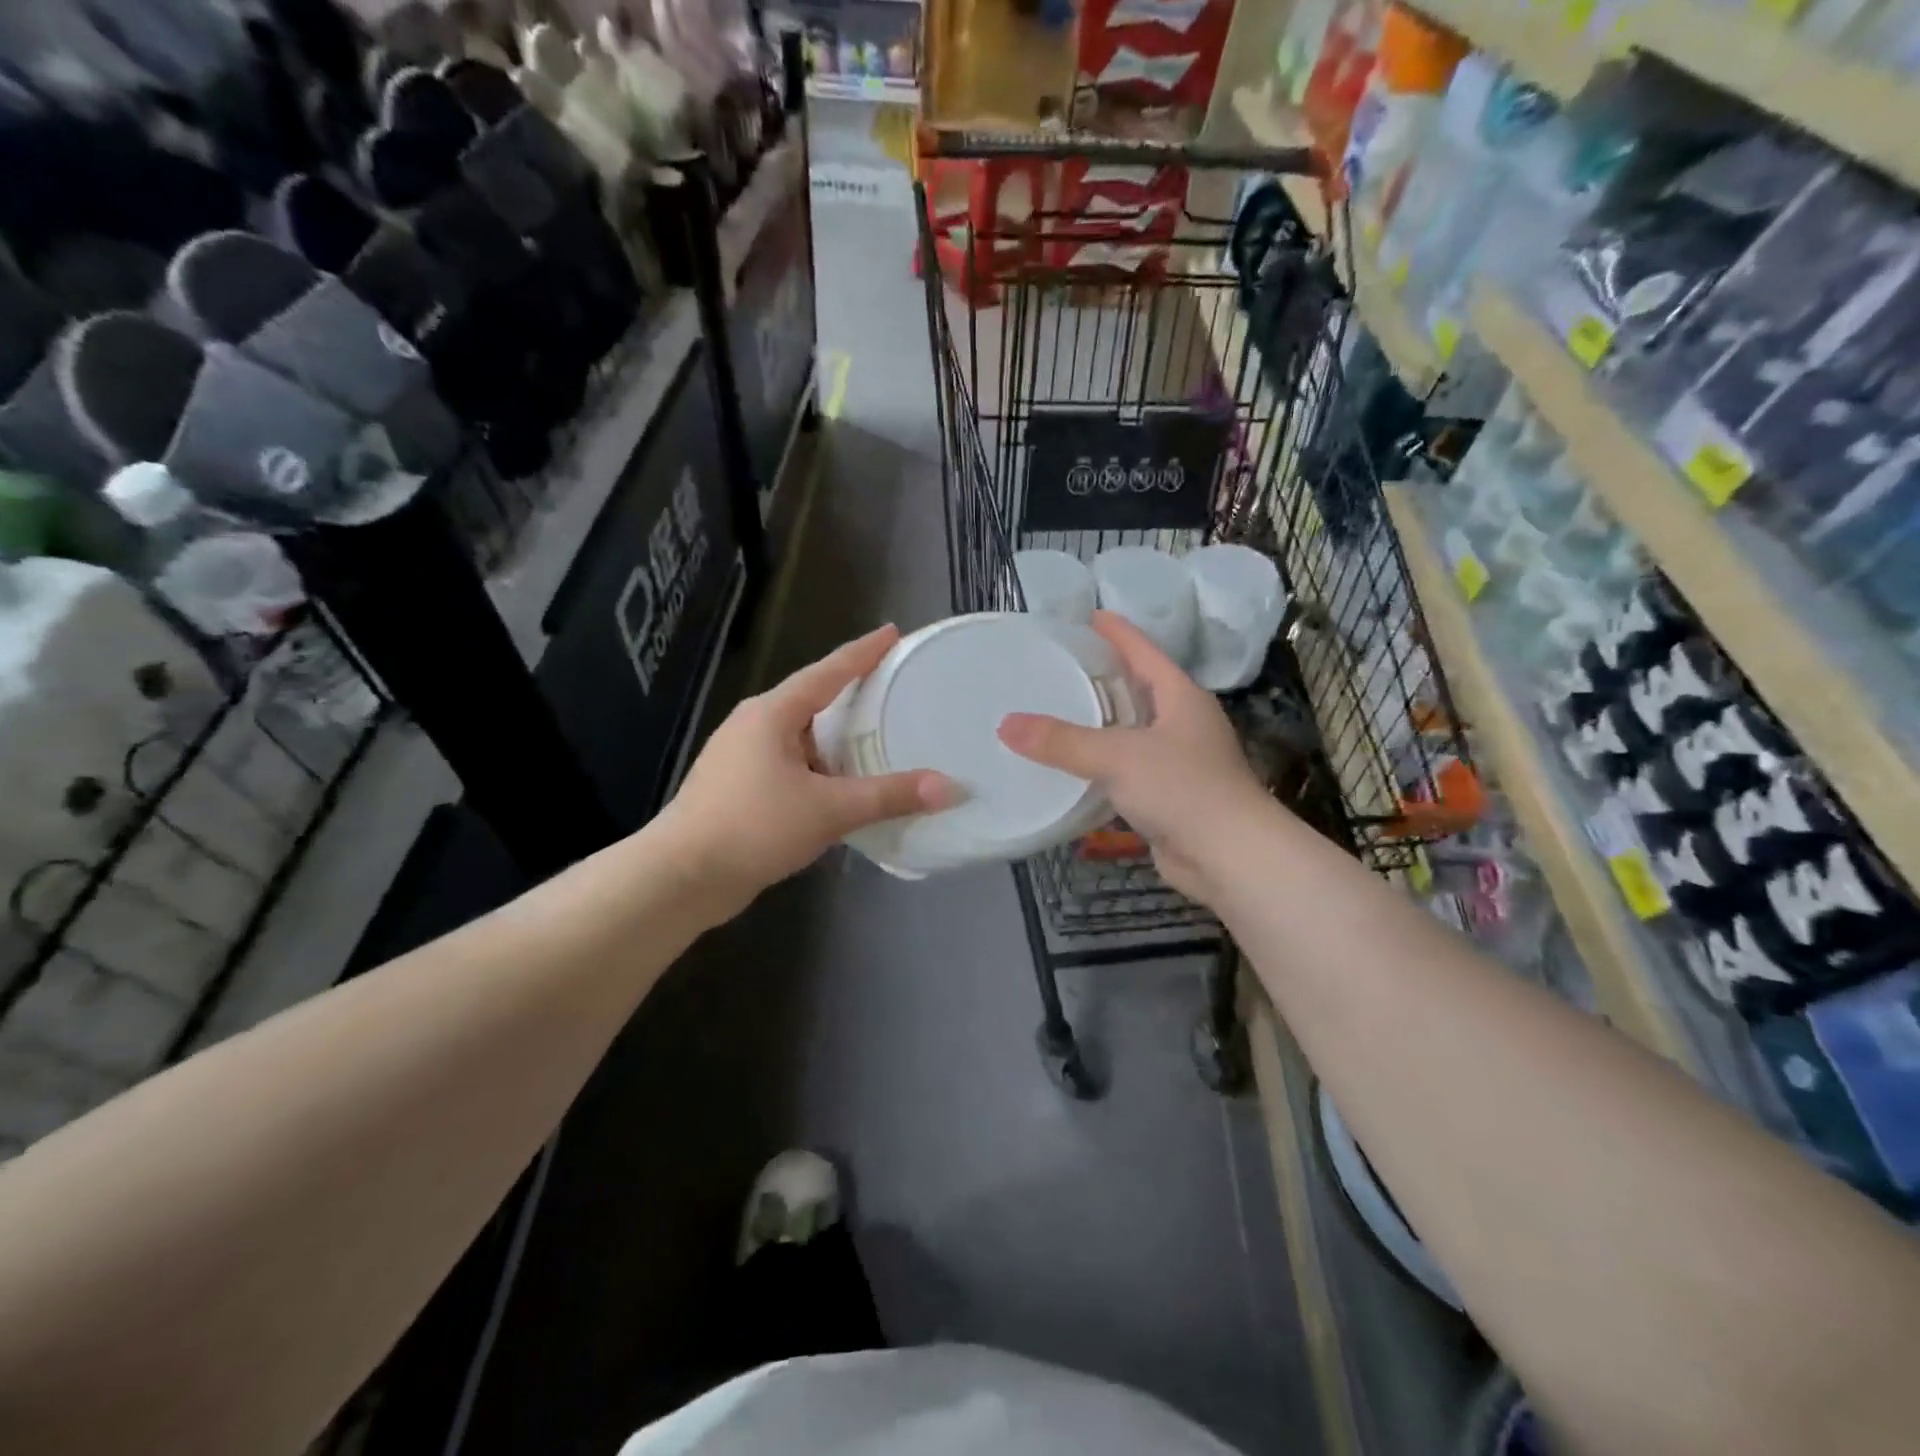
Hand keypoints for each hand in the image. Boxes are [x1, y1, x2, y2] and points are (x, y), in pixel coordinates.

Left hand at [658, 626, 957, 921]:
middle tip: (895, 690)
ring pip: (803, 738)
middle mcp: (754, 726)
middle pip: (814, 701)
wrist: (681, 878)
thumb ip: (889, 796)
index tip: (892, 633)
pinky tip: (844, 788)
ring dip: (838, 740)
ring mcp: (742, 758)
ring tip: (879, 741)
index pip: (828, 671)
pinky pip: (793, 766)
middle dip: (853, 696)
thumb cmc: (753, 826)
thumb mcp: (828, 809)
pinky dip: (822, 770)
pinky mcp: (739, 789)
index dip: (863, 652)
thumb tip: (950, 788)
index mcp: (772, 713)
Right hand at [998, 611, 1270, 904]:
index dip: (1116, 632)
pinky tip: (1071, 768)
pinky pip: (1127, 770)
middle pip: (1137, 689)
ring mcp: (1179, 761)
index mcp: (1180, 696)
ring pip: (1130, 732)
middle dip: (1101, 677)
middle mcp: (1182, 723)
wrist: (1230, 857)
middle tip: (1058, 666)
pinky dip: (1101, 766)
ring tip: (1056, 714)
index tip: (1088, 616)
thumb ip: (1061, 741)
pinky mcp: (1169, 796)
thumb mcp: (1118, 757)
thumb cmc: (1182, 789)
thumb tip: (1005, 725)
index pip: (1143, 651)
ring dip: (1099, 725)